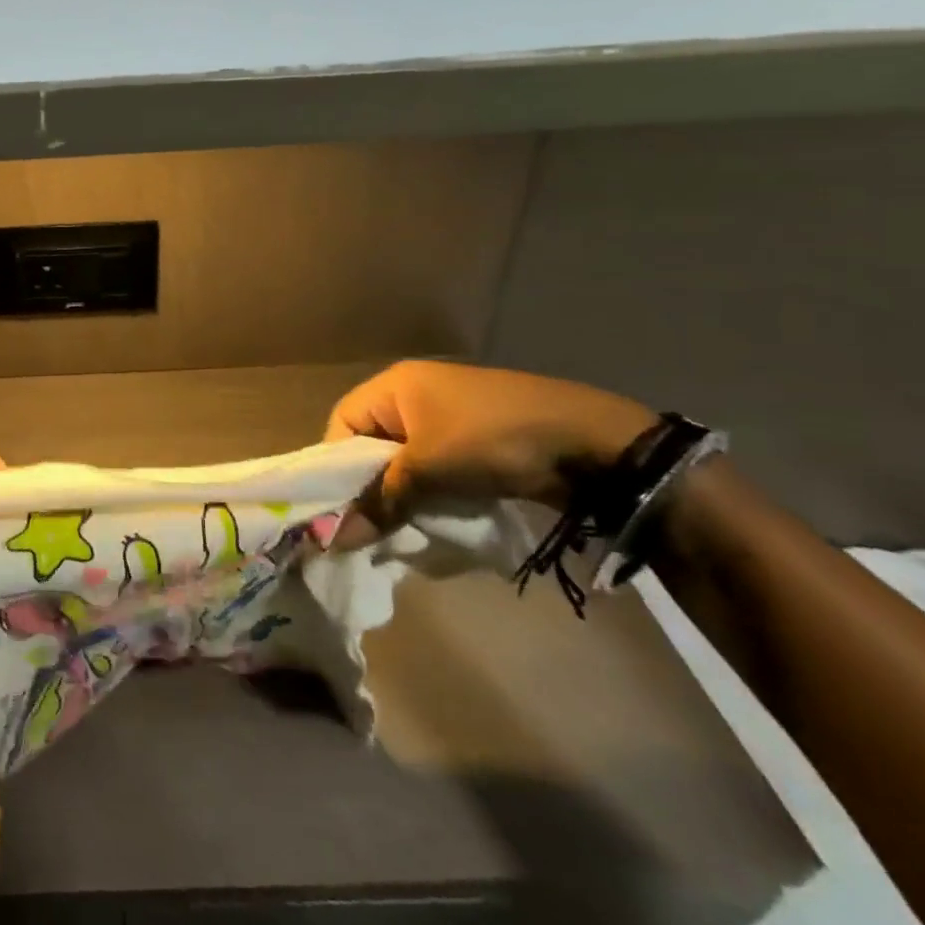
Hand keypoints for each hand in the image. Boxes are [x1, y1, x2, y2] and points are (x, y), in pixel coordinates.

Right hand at [324, 361, 656, 544]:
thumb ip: (380, 501)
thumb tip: (333, 539)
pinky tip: (434, 517)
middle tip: (370, 525)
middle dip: (369, 484)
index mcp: (395, 385)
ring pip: (404, 458)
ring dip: (401, 493)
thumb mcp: (428, 470)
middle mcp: (415, 394)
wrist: (591, 442)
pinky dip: (430, 491)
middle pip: (371, 442)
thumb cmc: (492, 440)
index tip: (343, 507)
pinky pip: (434, 466)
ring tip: (402, 527)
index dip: (336, 465)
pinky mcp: (475, 440)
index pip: (343, 422)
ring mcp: (448, 415)